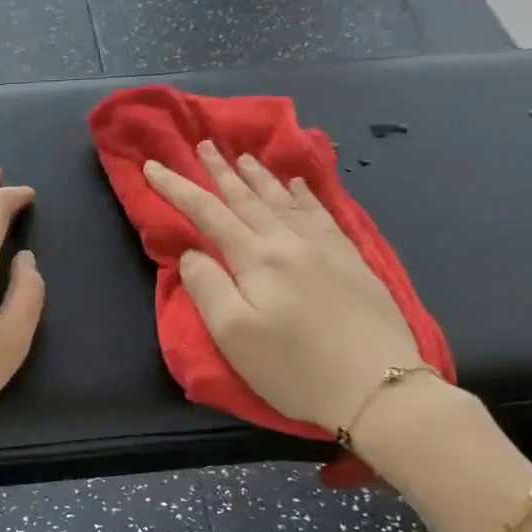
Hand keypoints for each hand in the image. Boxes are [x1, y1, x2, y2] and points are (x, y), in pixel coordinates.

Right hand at [144, 141, 420, 433]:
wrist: (377, 387)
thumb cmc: (294, 368)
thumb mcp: (234, 336)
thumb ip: (207, 288)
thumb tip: (192, 253)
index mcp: (256, 259)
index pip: (208, 213)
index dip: (177, 187)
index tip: (154, 165)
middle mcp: (290, 242)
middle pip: (247, 197)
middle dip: (220, 170)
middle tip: (203, 144)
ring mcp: (325, 248)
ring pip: (284, 199)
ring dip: (259, 176)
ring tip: (243, 156)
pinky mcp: (352, 260)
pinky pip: (321, 212)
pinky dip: (304, 193)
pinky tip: (298, 184)